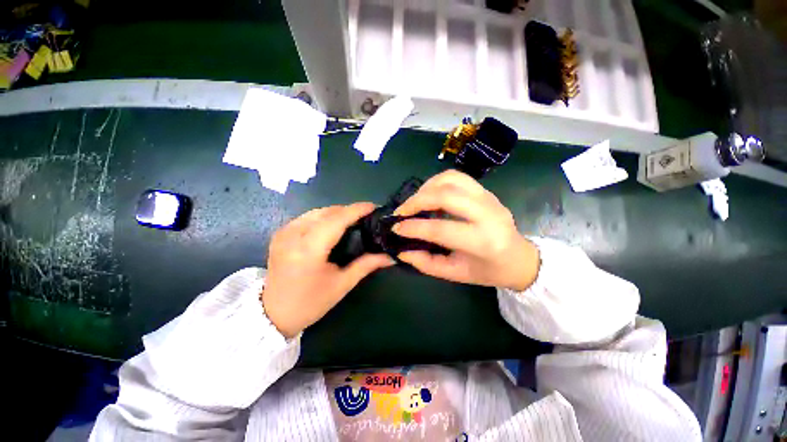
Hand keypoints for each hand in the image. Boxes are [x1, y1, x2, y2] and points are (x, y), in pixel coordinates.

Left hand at [262, 203, 393, 337]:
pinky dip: (323, 216)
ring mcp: (284, 232)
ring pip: (316, 212)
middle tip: (366, 216)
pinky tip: (332, 224)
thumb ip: (366, 265)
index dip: (356, 210)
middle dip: (348, 210)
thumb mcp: (342, 284)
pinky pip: (307, 217)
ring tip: (352, 219)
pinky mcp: (280, 233)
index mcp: (309, 250)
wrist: (273, 314)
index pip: (336, 220)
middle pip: (327, 212)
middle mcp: (293, 235)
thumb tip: (391, 257)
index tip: (373, 206)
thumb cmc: (311, 303)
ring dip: (336, 212)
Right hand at [393, 170, 538, 290]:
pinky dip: (437, 182)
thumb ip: (426, 263)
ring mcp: (489, 198)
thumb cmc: (487, 270)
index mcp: (483, 242)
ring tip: (414, 202)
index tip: (396, 228)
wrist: (518, 258)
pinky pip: (457, 177)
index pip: (441, 229)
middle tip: (401, 212)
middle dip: (417, 201)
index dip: (414, 227)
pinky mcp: (485, 191)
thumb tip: (402, 251)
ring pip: (451, 179)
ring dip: (426, 188)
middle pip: (446, 195)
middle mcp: (488, 214)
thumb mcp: (455, 274)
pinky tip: (429, 194)